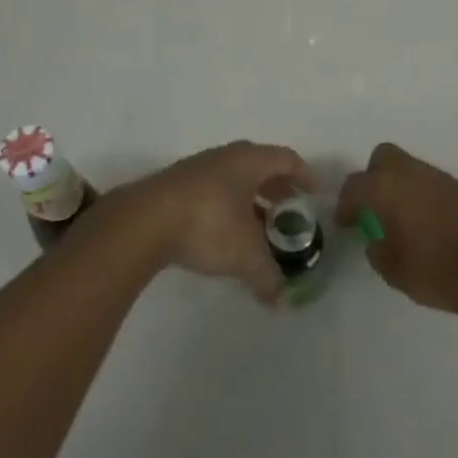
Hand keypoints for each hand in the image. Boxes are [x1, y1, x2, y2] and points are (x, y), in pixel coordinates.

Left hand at [132, 141, 312, 304]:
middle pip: (259, 166)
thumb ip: (267, 276)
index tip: (314, 192)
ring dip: (248, 199)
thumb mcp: (245, 255)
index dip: (304, 174)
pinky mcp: (174, 186)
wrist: (142, 222)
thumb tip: (280, 299)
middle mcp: (225, 157)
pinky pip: (211, 190)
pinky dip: (225, 207)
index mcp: (249, 161)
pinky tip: (223, 233)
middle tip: (289, 211)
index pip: (286, 159)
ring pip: (232, 178)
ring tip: (257, 227)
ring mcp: (196, 169)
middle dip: (277, 188)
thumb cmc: (207, 224)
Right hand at [336, 143, 457, 314]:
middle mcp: (410, 173)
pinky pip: (433, 183)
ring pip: (410, 168)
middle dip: (374, 178)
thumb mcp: (391, 269)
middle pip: (383, 158)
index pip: (354, 186)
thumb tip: (377, 240)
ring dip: (402, 186)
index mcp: (385, 188)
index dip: (345, 205)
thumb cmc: (433, 270)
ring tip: (404, 218)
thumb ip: (376, 249)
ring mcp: (439, 177)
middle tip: (375, 207)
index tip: (346, 223)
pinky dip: (425, 196)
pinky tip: (431, 223)